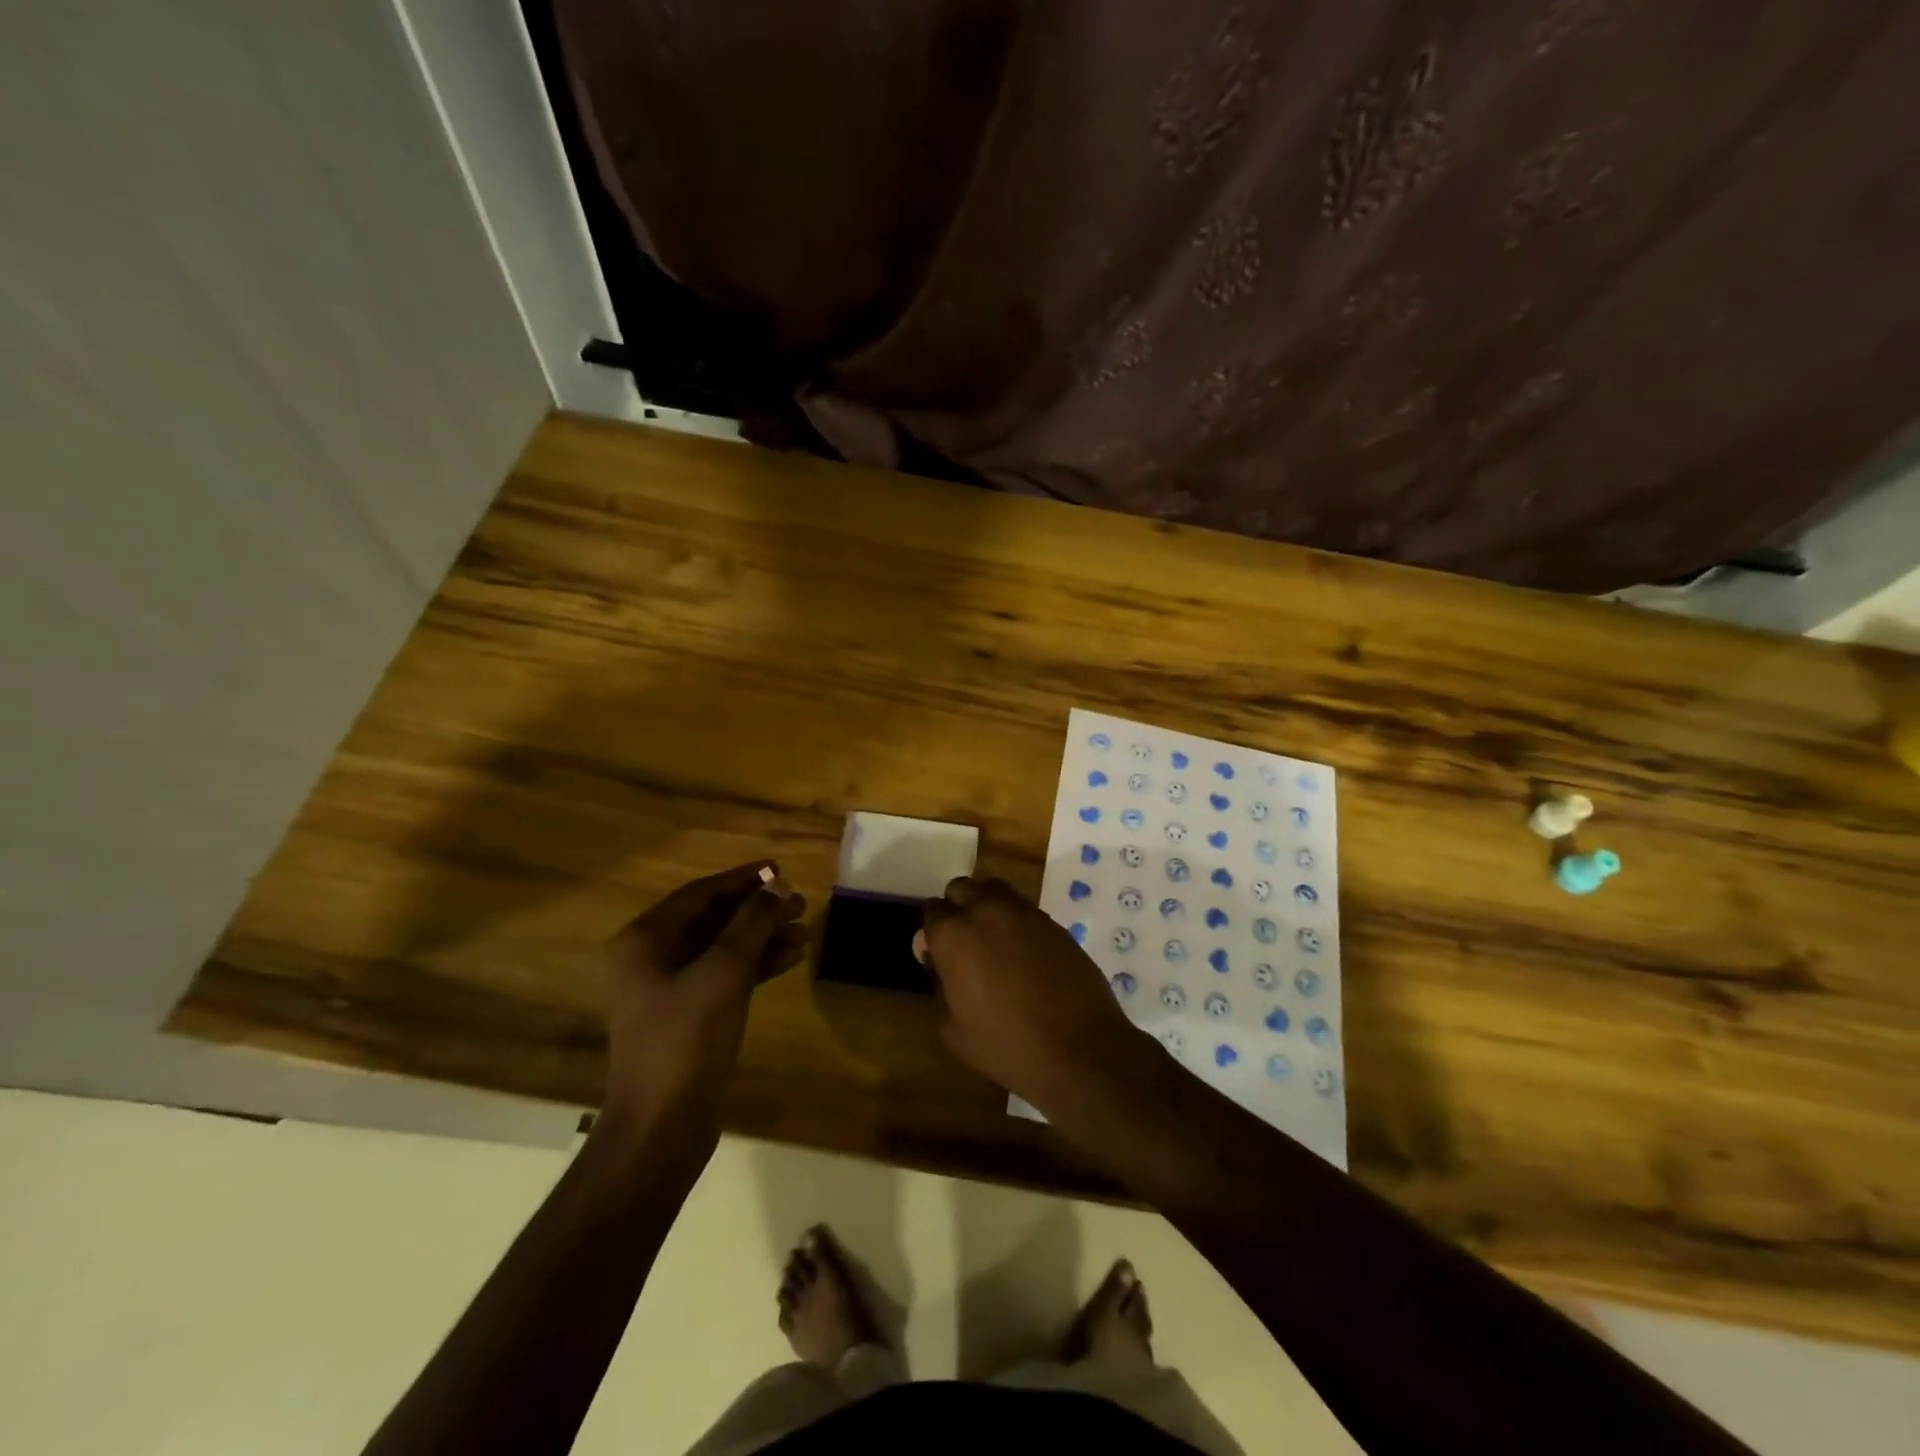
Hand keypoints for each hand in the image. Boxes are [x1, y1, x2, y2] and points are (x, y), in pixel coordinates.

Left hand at [603, 862, 806, 1140]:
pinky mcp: (688, 1015)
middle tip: (801, 904)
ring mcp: (669, 989)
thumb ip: (752, 923)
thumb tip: (777, 885)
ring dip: (762, 937)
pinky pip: (725, 975)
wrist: (661, 1127)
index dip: (743, 880)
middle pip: (713, 919)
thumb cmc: (687, 1039)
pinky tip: (790, 960)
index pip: (701, 893)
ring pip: (722, 948)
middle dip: (758, 910)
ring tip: (805, 932)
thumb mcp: (724, 972)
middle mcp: (652, 958)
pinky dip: (756, 965)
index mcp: (645, 940)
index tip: (780, 870)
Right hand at [920, 876, 1144, 1110]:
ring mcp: (1023, 912)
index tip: (940, 954)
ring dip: (987, 906)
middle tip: (965, 943)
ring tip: (994, 940)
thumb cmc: (1006, 1047)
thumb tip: (939, 965)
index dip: (934, 932)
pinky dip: (1016, 920)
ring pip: (994, 889)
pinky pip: (1024, 908)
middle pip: (961, 889)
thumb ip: (939, 989)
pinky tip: (1023, 952)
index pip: (933, 911)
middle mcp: (985, 911)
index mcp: (954, 936)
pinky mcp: (1052, 921)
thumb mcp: (953, 1031)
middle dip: (958, 908)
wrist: (1078, 1048)